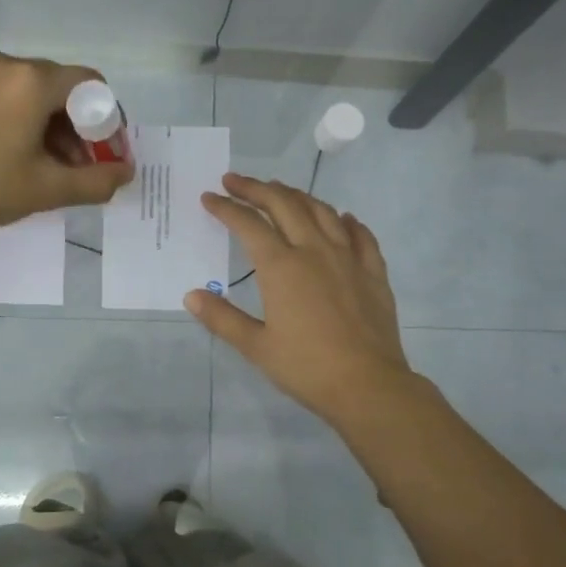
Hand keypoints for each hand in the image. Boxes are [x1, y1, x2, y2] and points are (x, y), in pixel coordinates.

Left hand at [0, 50, 133, 241]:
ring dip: (55, 129)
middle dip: (81, 129)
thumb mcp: (46, 189)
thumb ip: (95, 181)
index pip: (91, 84)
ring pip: (36, 95)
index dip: (108, 120)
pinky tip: (24, 158)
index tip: (108, 155)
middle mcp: (8, 65)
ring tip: (55, 171)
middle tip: (84, 169)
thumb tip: (126, 173)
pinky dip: (27, 123)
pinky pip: (10, 98)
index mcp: (32, 80)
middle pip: (63, 89)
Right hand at [184, 172, 414, 424]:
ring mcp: (348, 258)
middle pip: (284, 205)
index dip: (226, 208)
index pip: (248, 224)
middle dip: (256, 188)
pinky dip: (345, 220)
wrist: (367, 385)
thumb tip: (192, 296)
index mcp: (281, 267)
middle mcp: (314, 251)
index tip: (209, 198)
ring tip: (280, 191)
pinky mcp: (373, 272)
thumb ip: (222, 318)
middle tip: (235, 181)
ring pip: (321, 211)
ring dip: (296, 196)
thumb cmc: (306, 367)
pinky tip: (341, 218)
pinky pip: (360, 235)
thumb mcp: (256, 346)